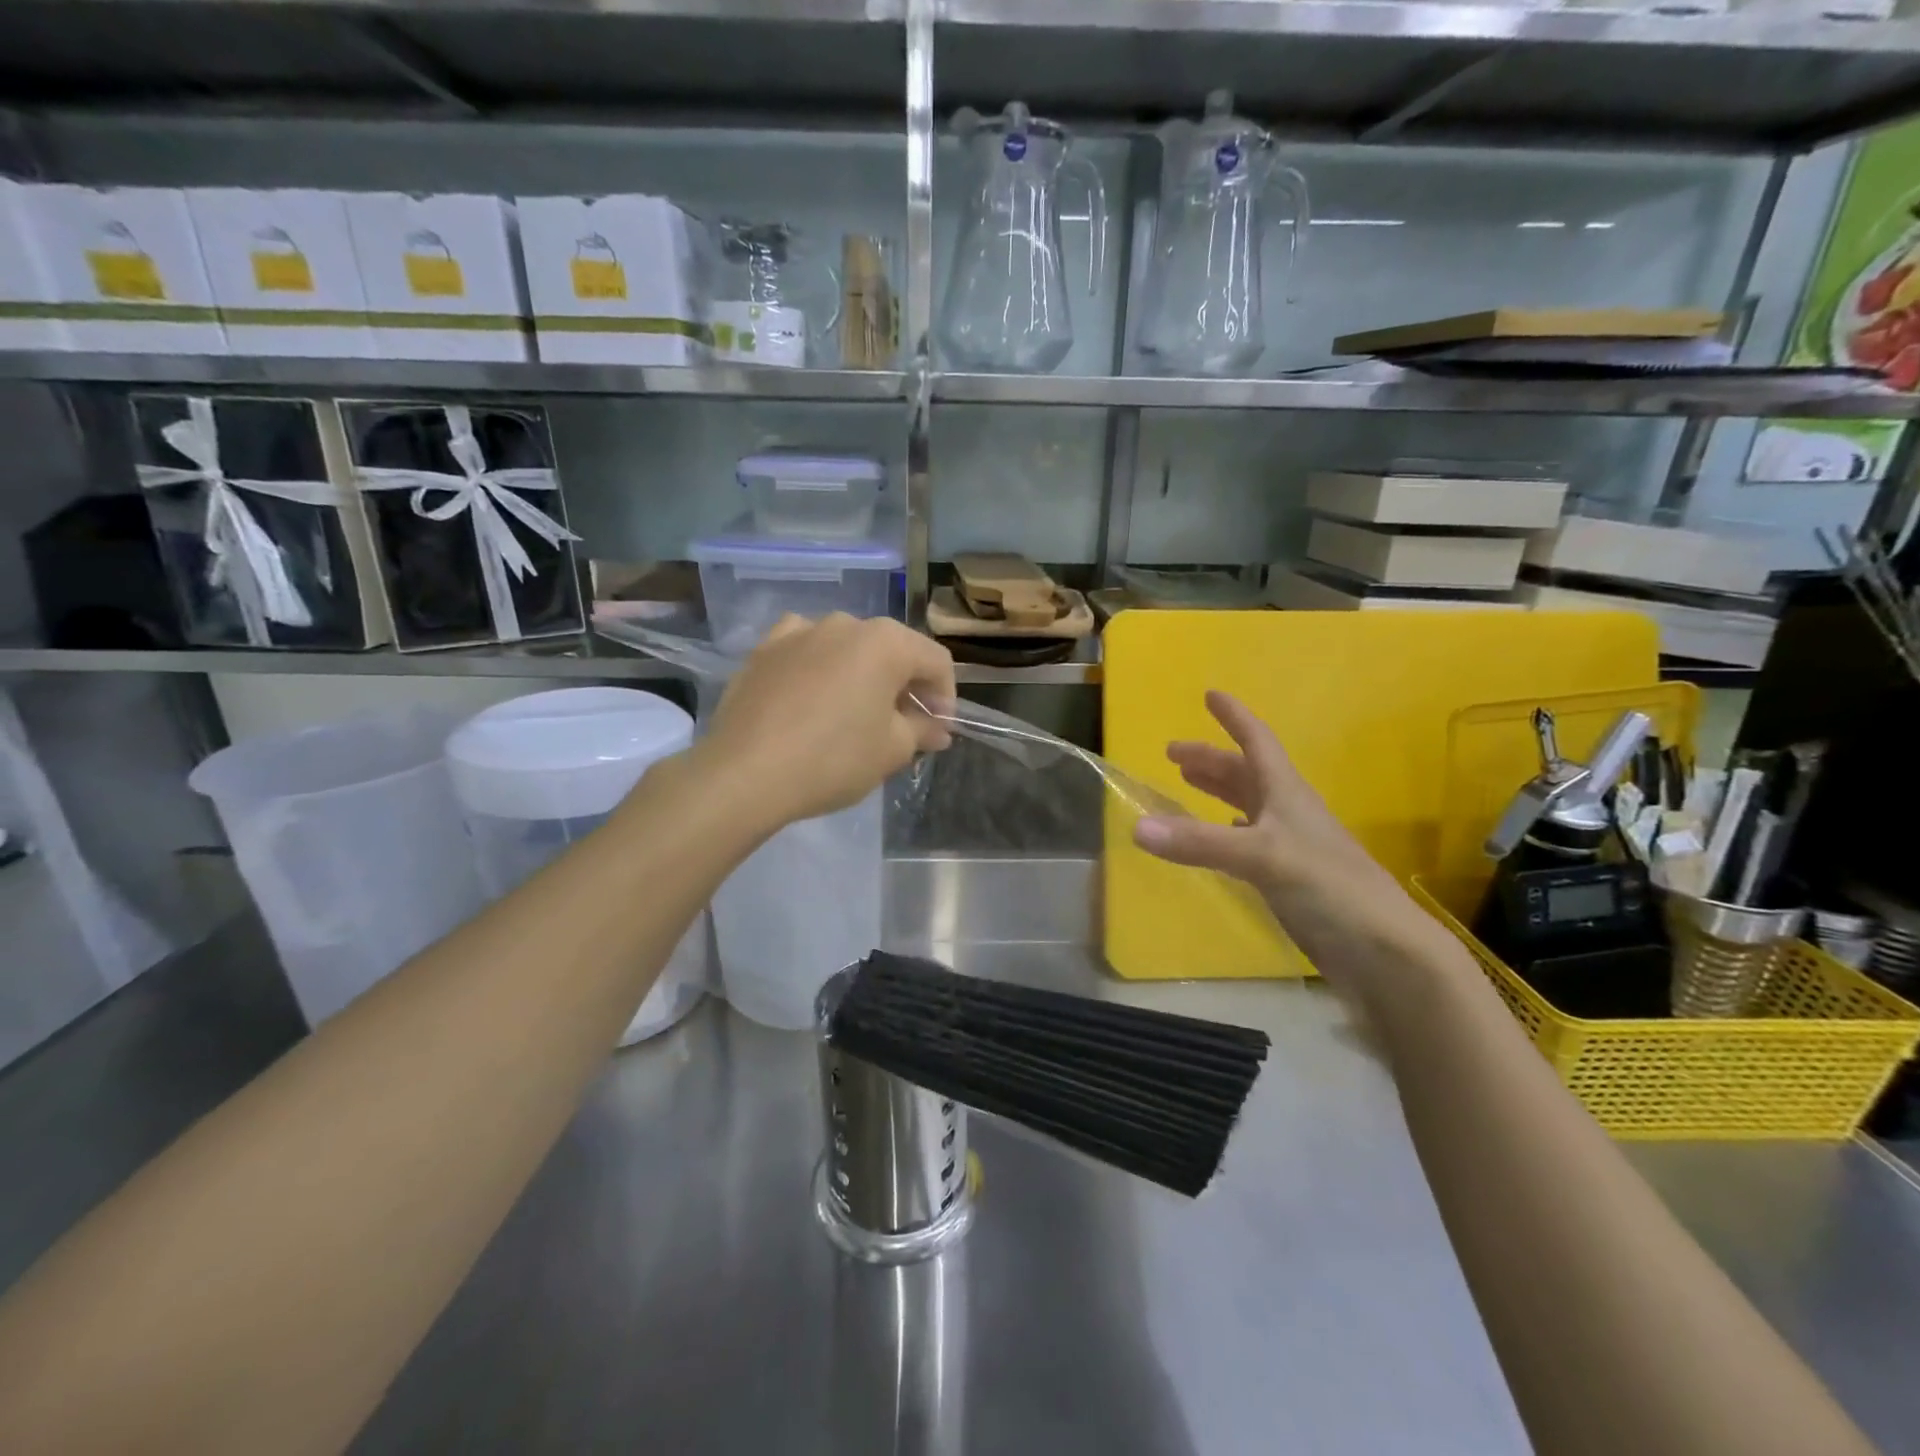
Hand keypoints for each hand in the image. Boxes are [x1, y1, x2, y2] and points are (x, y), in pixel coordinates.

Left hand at [698, 613, 955, 827]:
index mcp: (886, 642)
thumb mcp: (892, 750)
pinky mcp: (764, 648)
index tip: (938, 730)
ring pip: (847, 648)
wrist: (745, 772)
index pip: (935, 661)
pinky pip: (805, 649)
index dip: (945, 696)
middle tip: (904, 726)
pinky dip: (818, 666)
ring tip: (855, 712)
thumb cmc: (833, 759)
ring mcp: (800, 631)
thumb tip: (937, 728)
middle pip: (892, 650)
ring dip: (861, 674)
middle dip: (904, 686)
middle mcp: (845, 623)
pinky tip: (812, 693)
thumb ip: (921, 730)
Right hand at [1131, 691, 1439, 983]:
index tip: (1210, 695)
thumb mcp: (1261, 857)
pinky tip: (1218, 840)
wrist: (1385, 953)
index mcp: (1286, 793)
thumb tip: (1136, 826)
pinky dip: (1228, 832)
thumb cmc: (1329, 888)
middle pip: (1246, 773)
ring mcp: (1291, 846)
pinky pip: (1250, 841)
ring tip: (1187, 783)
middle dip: (1211, 759)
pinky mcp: (1290, 879)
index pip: (1257, 742)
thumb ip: (1199, 843)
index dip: (1234, 718)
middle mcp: (1289, 813)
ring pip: (1248, 805)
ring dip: (1219, 791)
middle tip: (1172, 753)